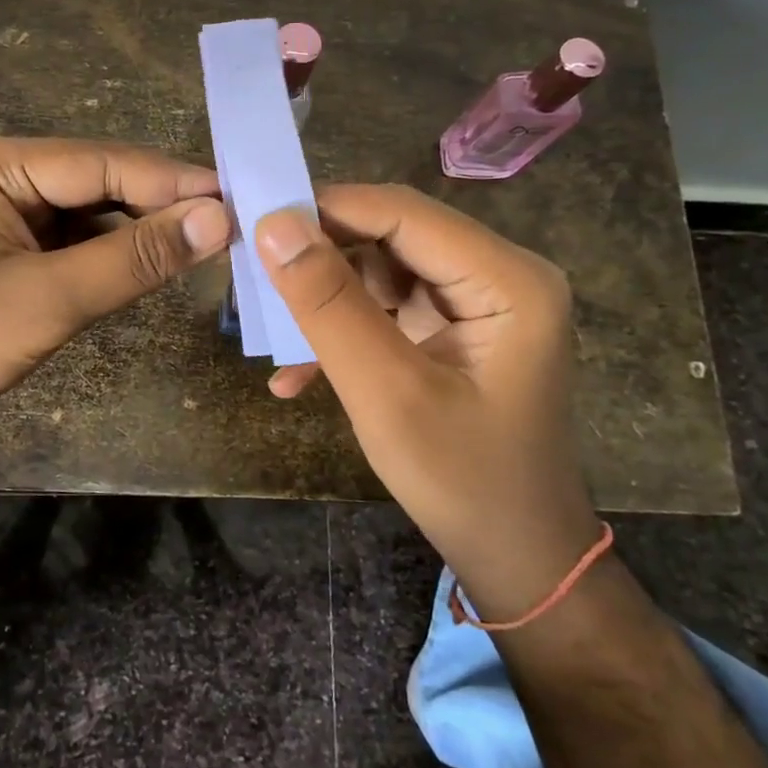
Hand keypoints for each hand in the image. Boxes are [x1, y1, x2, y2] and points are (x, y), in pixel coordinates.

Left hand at [0, 137, 232, 453]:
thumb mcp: (48, 300)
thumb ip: (134, 258)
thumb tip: (218, 218)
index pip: (104, 162)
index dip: (173, 183)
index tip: (239, 200)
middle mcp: (0, 178)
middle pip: (98, 183)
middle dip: (159, 207)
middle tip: (232, 226)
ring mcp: (1, 217)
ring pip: (89, 215)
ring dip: (137, 234)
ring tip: (204, 247)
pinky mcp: (6, 254)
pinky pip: (71, 245)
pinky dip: (109, 258)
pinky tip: (148, 269)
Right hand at [254, 185, 601, 620]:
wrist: (515, 558)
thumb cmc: (462, 482)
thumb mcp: (386, 393)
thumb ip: (329, 305)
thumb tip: (272, 225)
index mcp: (507, 280)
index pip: (402, 213)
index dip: (325, 209)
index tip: (252, 222)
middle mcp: (498, 275)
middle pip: (391, 236)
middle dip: (320, 256)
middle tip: (251, 277)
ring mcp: (476, 303)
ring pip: (380, 270)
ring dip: (323, 299)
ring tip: (268, 329)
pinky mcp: (454, 329)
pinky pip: (386, 308)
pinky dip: (342, 331)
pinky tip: (296, 374)